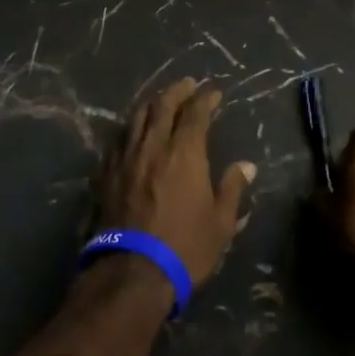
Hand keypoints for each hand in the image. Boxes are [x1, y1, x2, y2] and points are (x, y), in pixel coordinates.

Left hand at [99, 78, 255, 287]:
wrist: (133, 271)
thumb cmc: (185, 247)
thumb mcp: (220, 223)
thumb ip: (232, 188)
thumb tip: (247, 166)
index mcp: (184, 152)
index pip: (196, 113)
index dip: (206, 98)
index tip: (214, 92)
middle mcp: (153, 145)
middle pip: (162, 105)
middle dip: (177, 90)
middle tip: (187, 84)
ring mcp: (126, 157)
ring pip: (136, 118)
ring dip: (151, 104)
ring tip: (160, 101)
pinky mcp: (107, 173)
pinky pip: (118, 140)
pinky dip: (130, 130)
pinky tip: (133, 134)